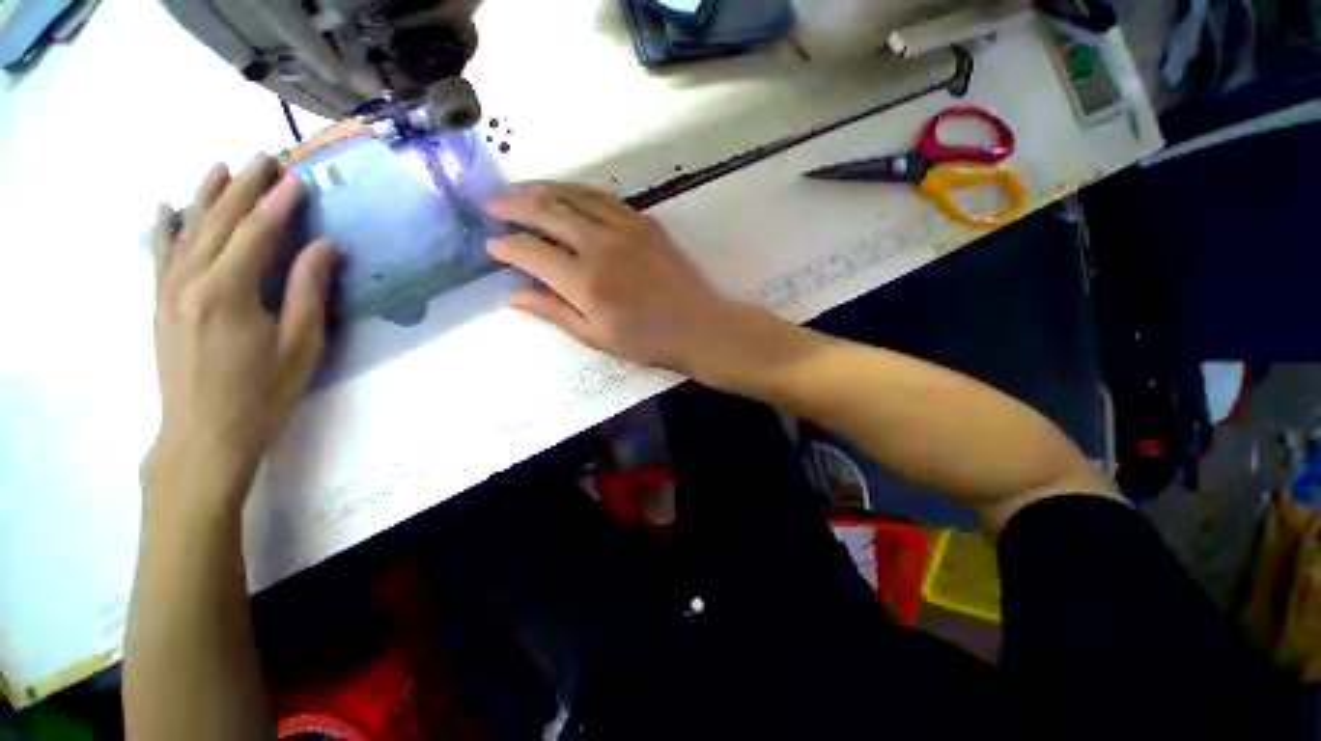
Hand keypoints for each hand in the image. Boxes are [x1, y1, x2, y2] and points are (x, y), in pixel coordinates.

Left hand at [149, 156, 336, 509]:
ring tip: (220, 166)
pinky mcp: (159, 304)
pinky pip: (159, 255)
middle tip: (263, 156)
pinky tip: (167, 207)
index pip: (256, 233)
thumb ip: (307, 290)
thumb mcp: (300, 344)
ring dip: (205, 195)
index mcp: (228, 291)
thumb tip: (323, 247)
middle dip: (243, 186)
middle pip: (219, 222)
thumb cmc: (263, 392)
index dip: (278, 204)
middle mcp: (191, 280)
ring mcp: (168, 291)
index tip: (297, 178)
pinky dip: (164, 227)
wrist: (204, 435)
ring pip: (187, 230)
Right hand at [484, 182, 740, 376]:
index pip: (530, 252)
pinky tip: (564, 194)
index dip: (505, 246)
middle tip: (491, 206)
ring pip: (572, 195)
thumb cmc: (646, 341)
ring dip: (540, 189)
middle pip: (545, 210)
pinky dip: (575, 191)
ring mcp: (624, 227)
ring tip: (518, 192)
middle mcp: (600, 246)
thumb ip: (553, 312)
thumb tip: (513, 295)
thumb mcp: (595, 337)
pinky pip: (601, 196)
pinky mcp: (644, 221)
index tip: (491, 246)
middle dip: (512, 205)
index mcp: (585, 282)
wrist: (698, 326)